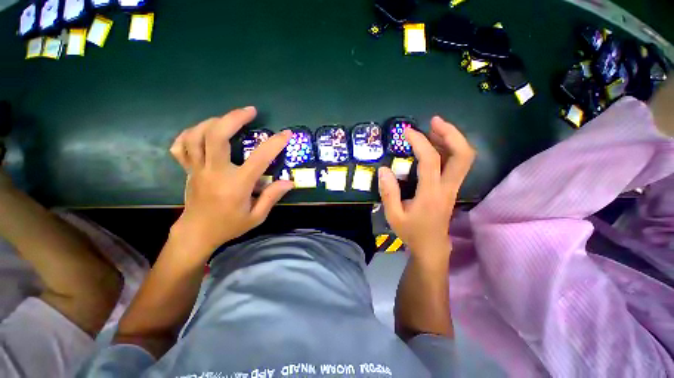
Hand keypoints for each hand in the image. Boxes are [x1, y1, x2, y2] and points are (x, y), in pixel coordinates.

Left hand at [169, 106, 292, 256]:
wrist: (197, 233)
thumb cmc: (229, 225)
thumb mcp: (256, 216)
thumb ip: (272, 197)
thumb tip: (289, 182)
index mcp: (236, 185)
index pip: (259, 159)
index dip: (274, 144)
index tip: (286, 134)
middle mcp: (214, 172)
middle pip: (216, 136)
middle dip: (234, 118)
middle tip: (250, 111)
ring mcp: (197, 169)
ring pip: (197, 136)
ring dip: (214, 121)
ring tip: (229, 119)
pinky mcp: (188, 170)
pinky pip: (182, 146)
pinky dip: (190, 133)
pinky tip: (203, 131)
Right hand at [378, 116, 474, 261]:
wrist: (431, 246)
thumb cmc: (411, 232)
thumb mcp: (394, 215)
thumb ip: (388, 192)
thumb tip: (383, 170)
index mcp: (431, 194)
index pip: (430, 161)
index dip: (420, 142)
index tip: (407, 131)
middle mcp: (447, 187)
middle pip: (463, 155)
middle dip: (451, 133)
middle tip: (434, 121)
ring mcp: (453, 187)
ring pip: (464, 158)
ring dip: (451, 139)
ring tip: (434, 127)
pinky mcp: (452, 188)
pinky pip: (457, 164)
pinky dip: (449, 149)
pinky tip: (436, 145)